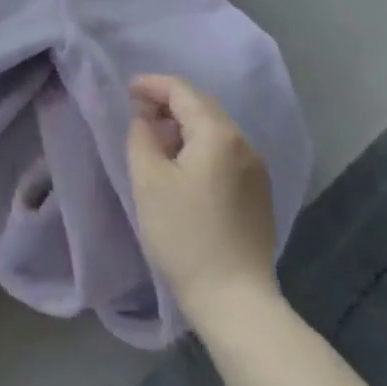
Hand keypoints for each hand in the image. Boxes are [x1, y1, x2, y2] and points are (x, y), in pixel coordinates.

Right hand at [126, 74, 280, 325]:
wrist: (235, 300)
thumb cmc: (184, 235)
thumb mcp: (148, 180)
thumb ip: (141, 136)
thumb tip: (146, 119)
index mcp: (218, 134)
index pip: (182, 91)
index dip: (152, 85)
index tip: (127, 91)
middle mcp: (243, 143)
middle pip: (202, 106)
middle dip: (168, 103)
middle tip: (138, 113)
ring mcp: (256, 170)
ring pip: (215, 130)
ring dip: (184, 125)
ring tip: (156, 140)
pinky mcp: (258, 194)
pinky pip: (225, 153)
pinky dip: (200, 146)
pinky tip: (182, 167)